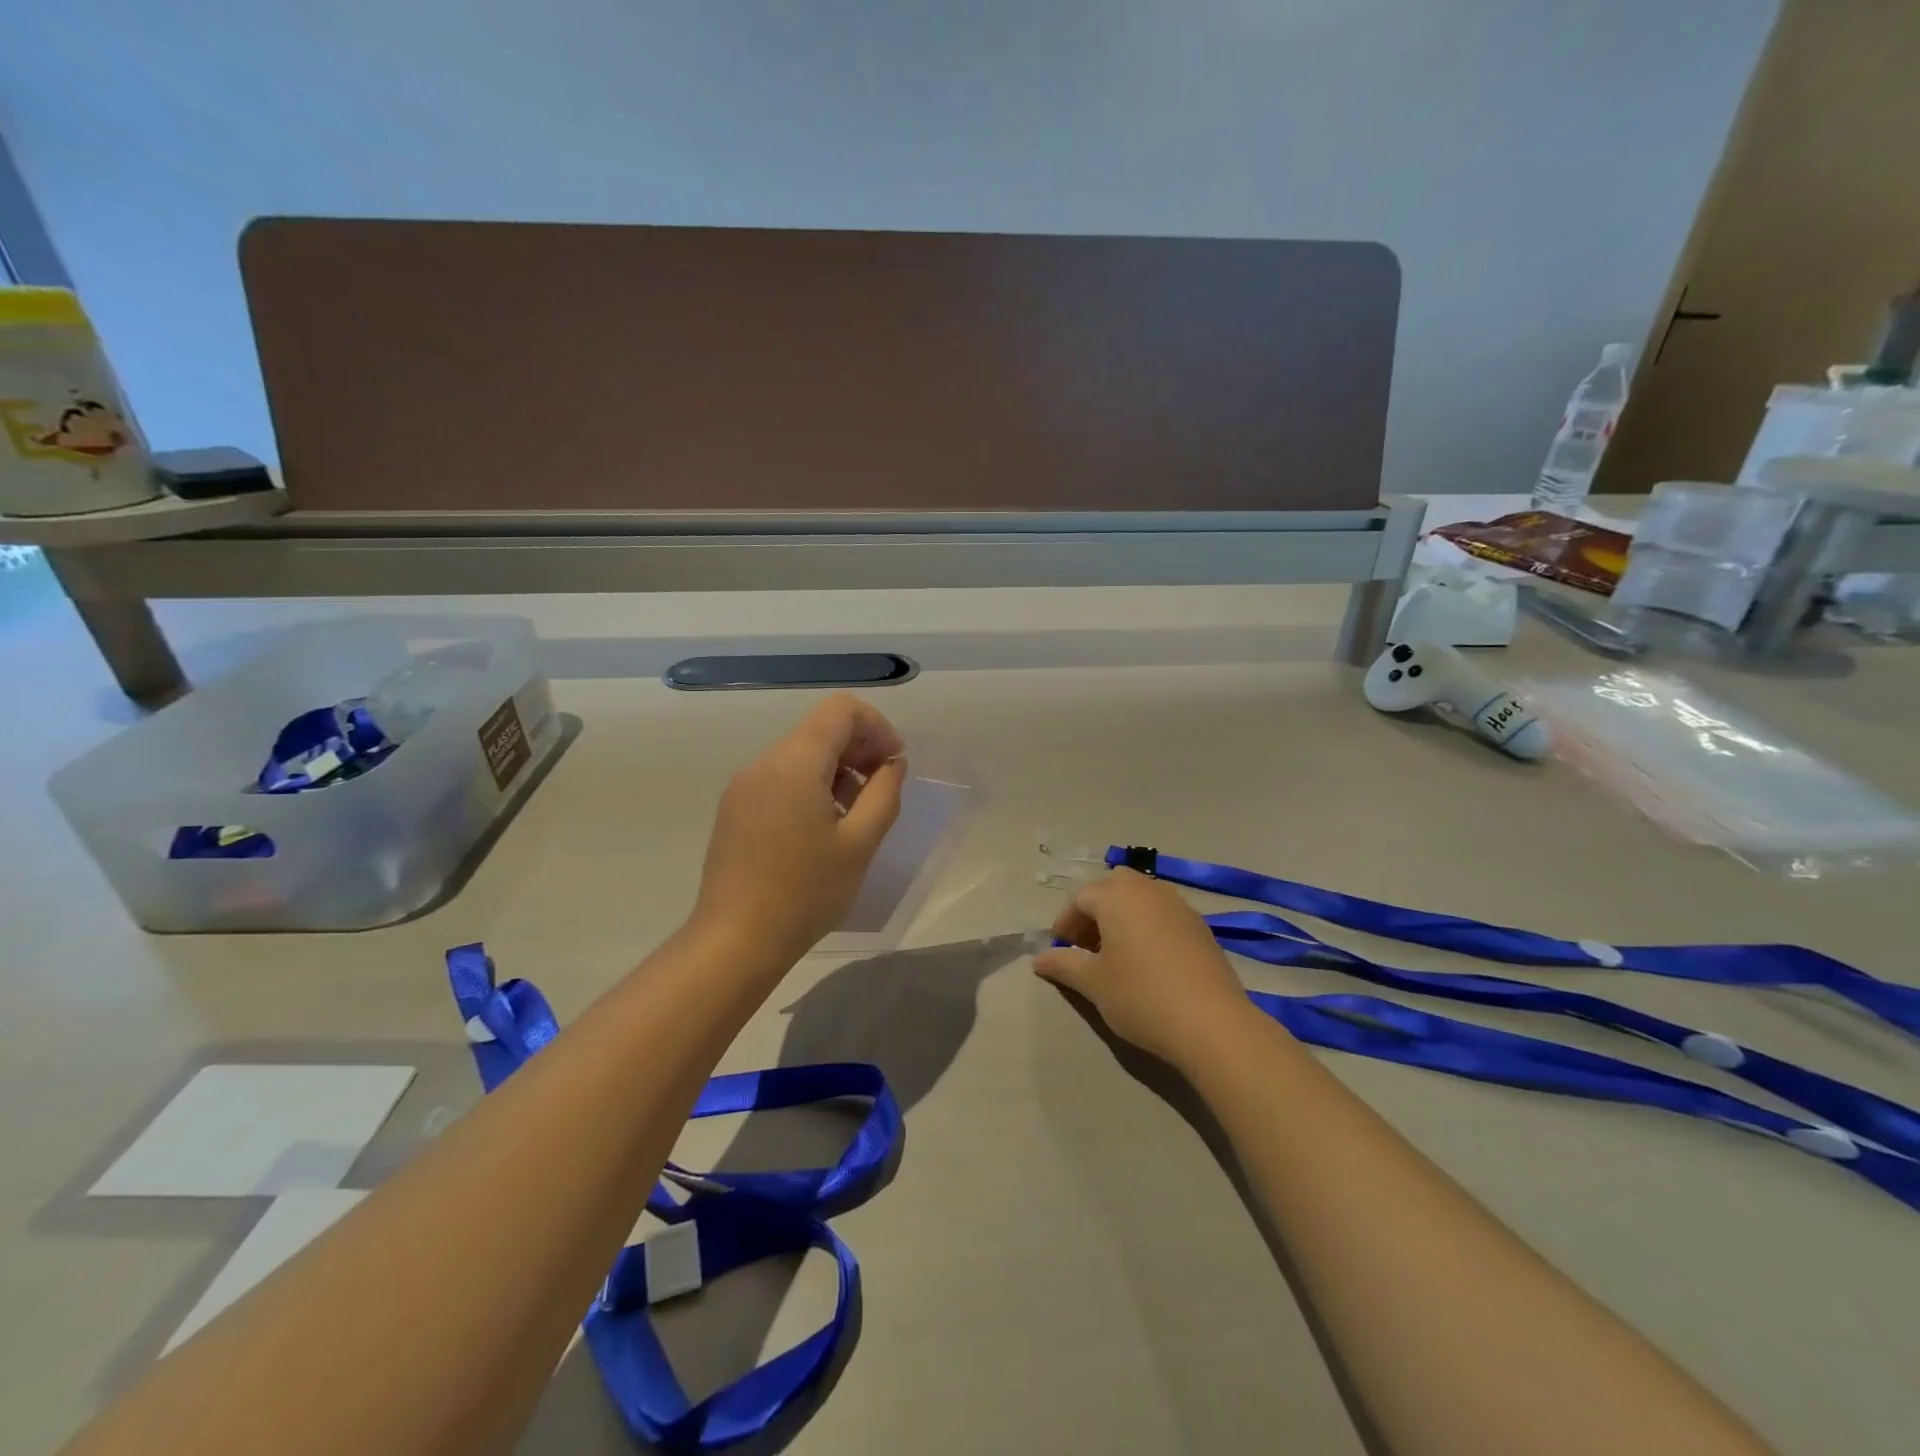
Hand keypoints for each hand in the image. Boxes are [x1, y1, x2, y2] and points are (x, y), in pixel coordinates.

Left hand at [692, 694, 907, 963]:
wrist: (735, 940)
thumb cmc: (806, 892)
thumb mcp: (860, 843)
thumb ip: (884, 793)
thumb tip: (891, 764)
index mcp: (795, 762)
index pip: (841, 710)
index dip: (876, 727)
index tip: (893, 763)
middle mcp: (764, 763)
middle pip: (820, 729)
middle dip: (859, 748)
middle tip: (882, 789)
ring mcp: (744, 786)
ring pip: (800, 754)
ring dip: (837, 770)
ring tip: (855, 815)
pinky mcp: (735, 808)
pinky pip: (781, 778)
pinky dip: (811, 786)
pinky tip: (823, 828)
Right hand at [1033, 868, 1259, 1068]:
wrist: (1212, 1023)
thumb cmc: (1141, 996)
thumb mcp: (1094, 983)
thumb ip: (1064, 965)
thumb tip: (1040, 959)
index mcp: (1117, 896)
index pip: (1081, 897)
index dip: (1066, 922)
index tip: (1061, 949)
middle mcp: (1148, 890)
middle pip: (1113, 887)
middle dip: (1096, 910)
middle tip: (1087, 945)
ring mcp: (1179, 905)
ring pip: (1141, 898)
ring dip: (1123, 916)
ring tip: (1117, 955)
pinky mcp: (1201, 926)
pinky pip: (1164, 914)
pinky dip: (1148, 926)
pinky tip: (1148, 962)